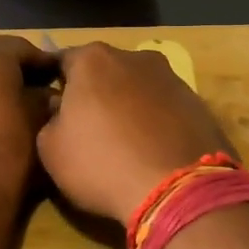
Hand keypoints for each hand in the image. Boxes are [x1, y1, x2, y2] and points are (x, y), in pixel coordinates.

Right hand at [37, 43, 232, 225]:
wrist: (179, 191)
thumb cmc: (102, 163)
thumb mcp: (50, 149)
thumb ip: (49, 119)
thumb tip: (59, 109)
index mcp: (93, 59)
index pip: (61, 61)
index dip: (53, 84)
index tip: (50, 108)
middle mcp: (134, 57)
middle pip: (103, 71)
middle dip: (94, 92)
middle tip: (86, 127)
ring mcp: (172, 77)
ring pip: (137, 87)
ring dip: (127, 106)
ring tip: (123, 143)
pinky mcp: (199, 103)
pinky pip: (164, 108)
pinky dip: (155, 121)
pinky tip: (152, 151)